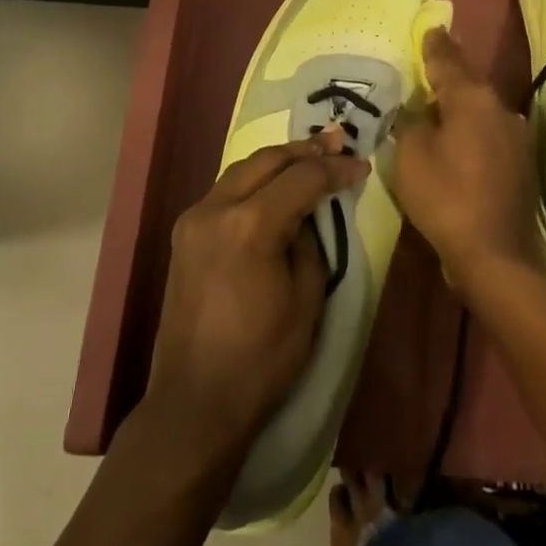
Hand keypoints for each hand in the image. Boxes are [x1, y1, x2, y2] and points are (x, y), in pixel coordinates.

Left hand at [146, 133, 364, 461]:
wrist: (194, 402)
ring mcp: (194, 218)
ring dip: (278, 161)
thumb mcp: (306, 300)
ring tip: (311, 158)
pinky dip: (255, 181)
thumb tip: (309, 213)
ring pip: (243, 169)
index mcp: (249, 225)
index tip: (361, 165)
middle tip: (337, 143)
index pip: (301, 178)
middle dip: (305, 150)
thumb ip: (311, 242)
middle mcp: (215, 208)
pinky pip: (226, 191)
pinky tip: (275, 187)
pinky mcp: (184, 233)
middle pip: (267, 160)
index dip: (335, 168)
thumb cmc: (261, 360)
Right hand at [391, 28, 539, 301]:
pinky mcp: (519, 163)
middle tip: (429, 61)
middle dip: (449, 71)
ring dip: (461, 103)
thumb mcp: (411, 154)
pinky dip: (470, 128)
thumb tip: (417, 110)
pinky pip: (488, 132)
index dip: (435, 45)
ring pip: (481, 108)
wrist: (495, 254)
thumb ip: (411, 122)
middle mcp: (500, 109)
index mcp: (473, 99)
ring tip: (437, 102)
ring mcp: (515, 136)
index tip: (430, 28)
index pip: (449, 60)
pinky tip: (456, 138)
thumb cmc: (445, 196)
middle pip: (469, 82)